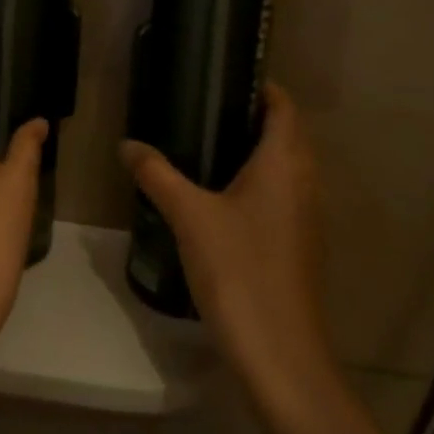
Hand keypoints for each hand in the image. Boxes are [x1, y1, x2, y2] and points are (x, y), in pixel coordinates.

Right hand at [121, 84, 337, 407]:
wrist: (281, 356)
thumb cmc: (239, 271)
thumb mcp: (189, 216)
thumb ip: (157, 174)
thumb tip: (127, 144)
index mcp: (284, 163)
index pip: (284, 107)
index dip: (261, 87)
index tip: (224, 77)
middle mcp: (305, 183)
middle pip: (287, 134)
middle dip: (253, 117)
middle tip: (205, 108)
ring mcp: (307, 217)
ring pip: (286, 167)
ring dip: (256, 152)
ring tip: (207, 146)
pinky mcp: (300, 246)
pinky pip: (283, 196)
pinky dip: (259, 184)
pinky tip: (221, 198)